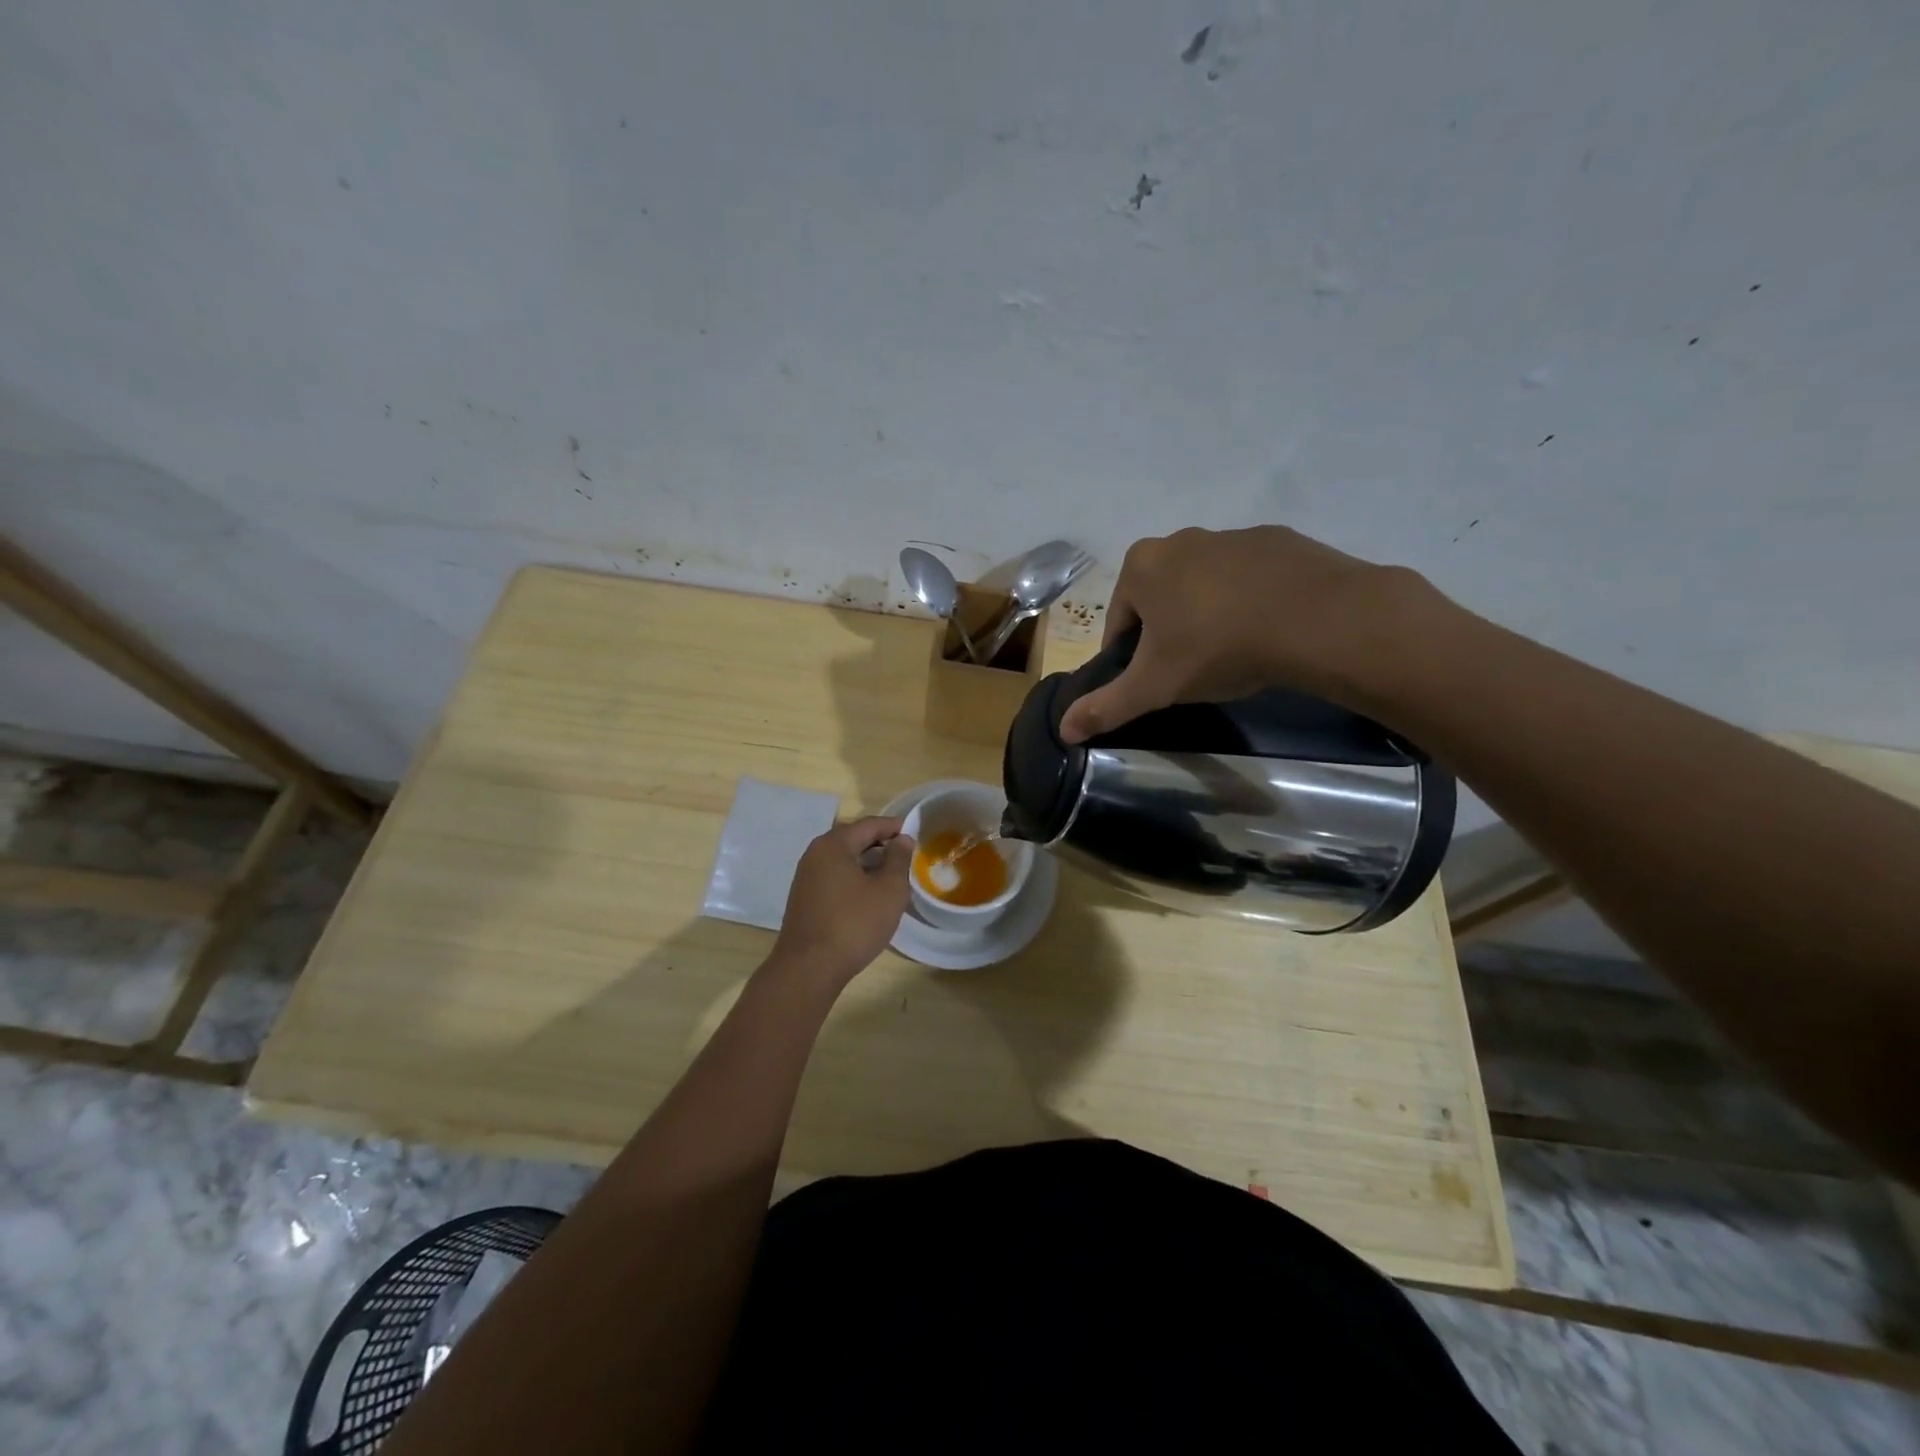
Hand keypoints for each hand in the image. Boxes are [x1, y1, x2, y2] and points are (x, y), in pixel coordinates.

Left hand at [771, 817, 913, 986]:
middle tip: (906, 855)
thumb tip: (902, 839)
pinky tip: (870, 895)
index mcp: (833, 845)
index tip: (916, 832)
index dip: (894, 826)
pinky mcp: (804, 899)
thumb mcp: (888, 890)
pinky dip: (854, 878)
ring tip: (892, 876)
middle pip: (853, 839)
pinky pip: (834, 877)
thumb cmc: (854, 924)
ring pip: (843, 860)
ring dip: (868, 863)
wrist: (809, 969)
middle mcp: (815, 855)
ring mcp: (806, 878)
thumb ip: (898, 860)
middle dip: (881, 844)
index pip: (869, 824)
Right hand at [1059, 526, 1420, 742]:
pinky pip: (1249, 577)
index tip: (1152, 682)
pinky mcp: (1277, 540)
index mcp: (1142, 566)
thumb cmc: (1218, 647)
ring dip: (1208, 614)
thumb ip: (1106, 707)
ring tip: (1233, 653)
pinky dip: (1249, 600)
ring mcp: (1232, 535)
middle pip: (1160, 598)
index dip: (1130, 657)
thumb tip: (1063, 731)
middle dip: (1169, 632)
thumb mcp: (1155, 686)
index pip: (1120, 620)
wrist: (1317, 618)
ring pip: (1204, 585)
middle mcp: (1180, 539)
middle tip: (1192, 669)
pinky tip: (1266, 630)